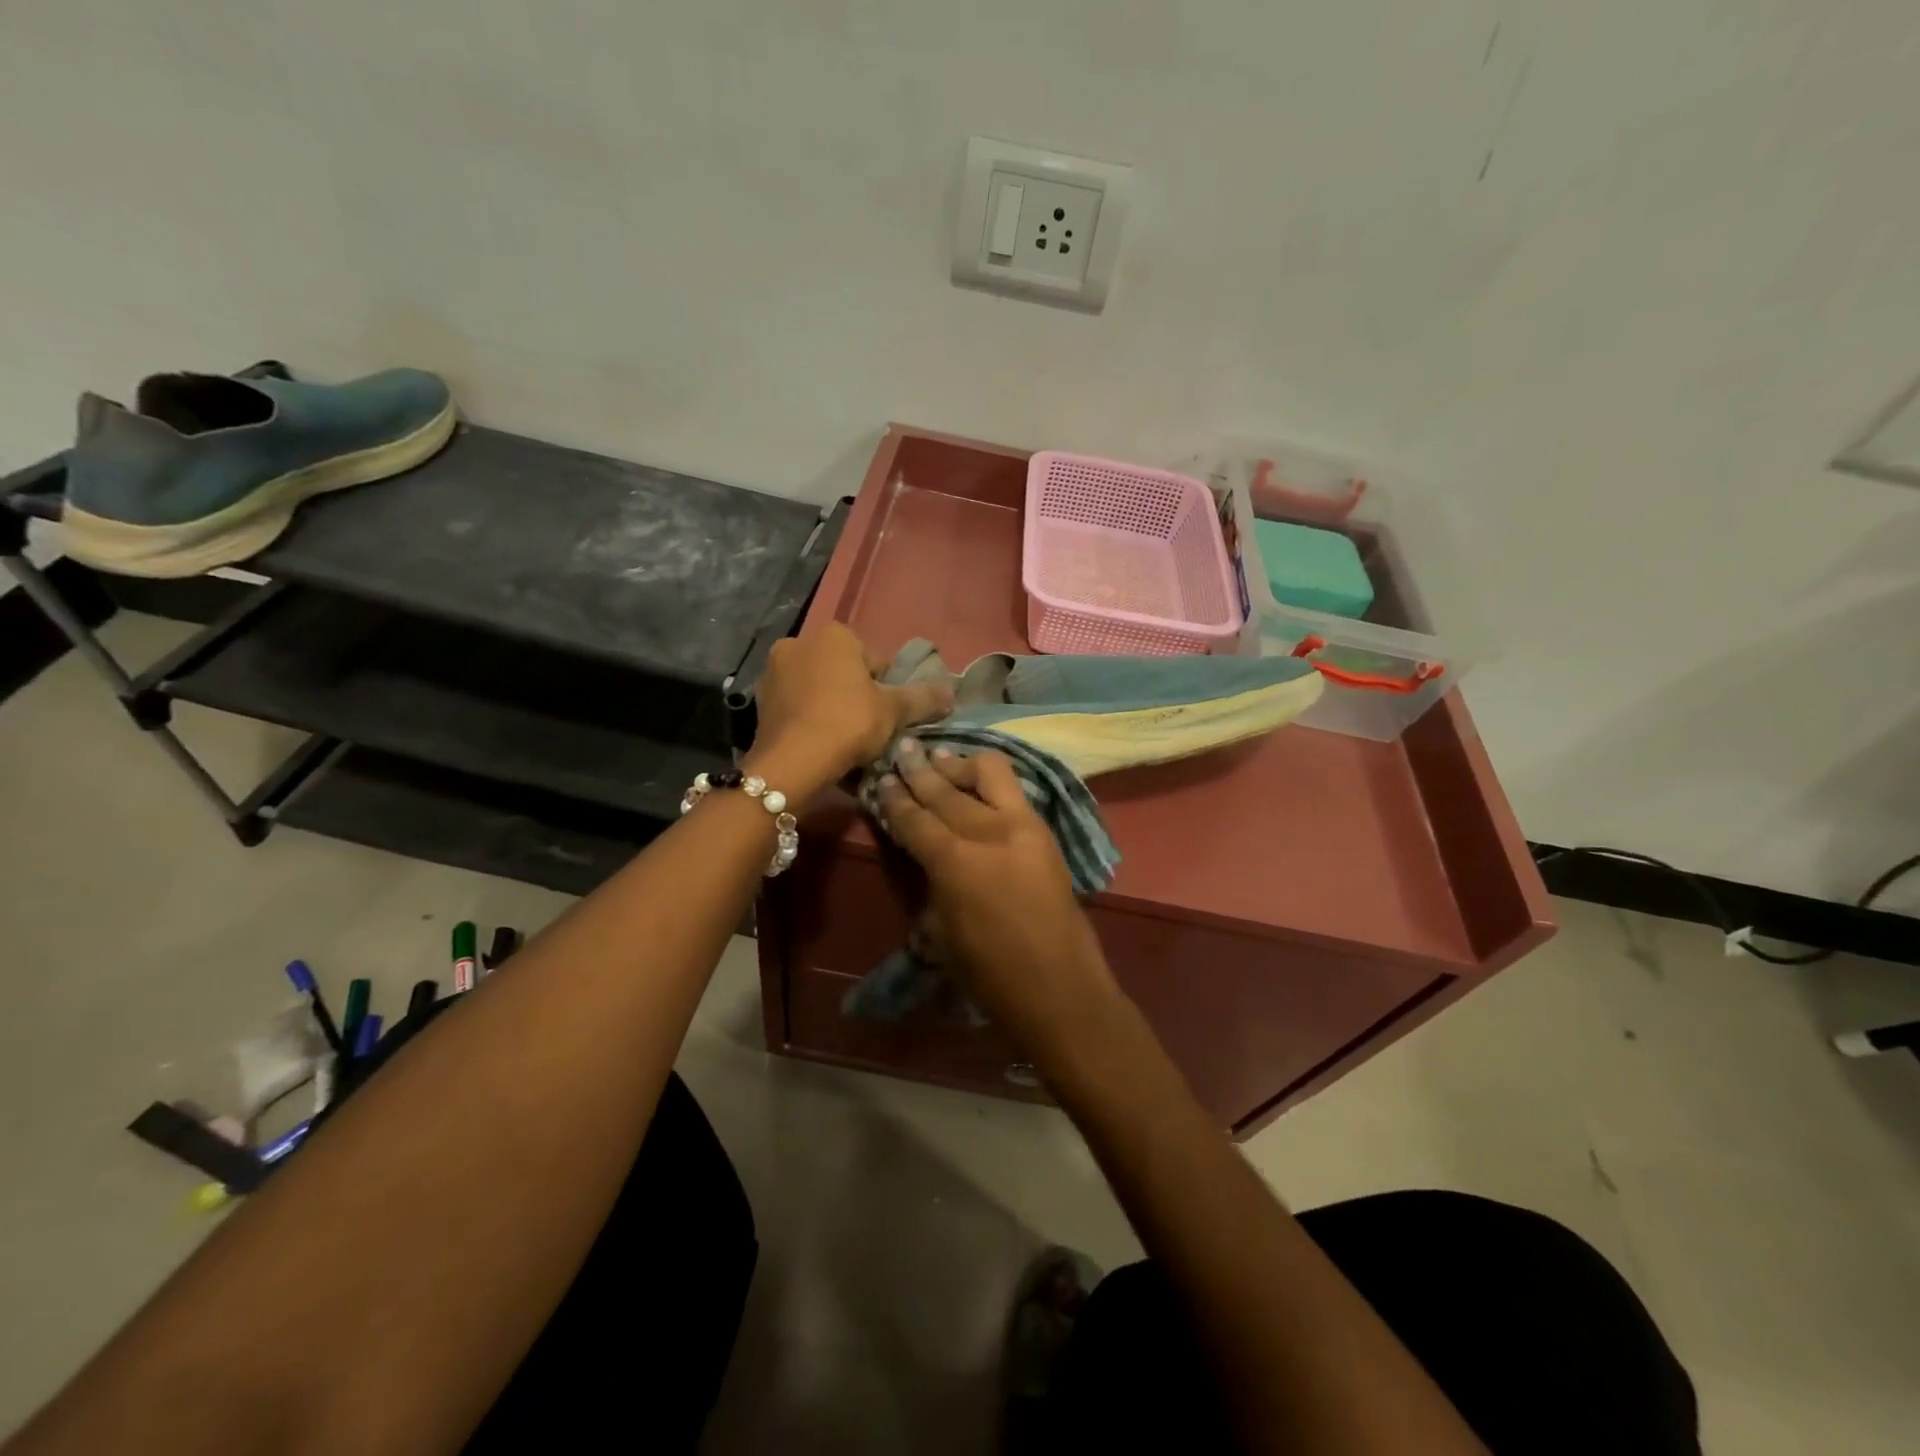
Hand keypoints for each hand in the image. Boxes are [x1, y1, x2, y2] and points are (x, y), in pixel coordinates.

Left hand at [748, 625, 951, 798]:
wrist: (792, 762)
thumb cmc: (848, 724)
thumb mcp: (894, 711)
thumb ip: (922, 698)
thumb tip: (951, 691)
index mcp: (834, 635)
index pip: (873, 661)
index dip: (886, 690)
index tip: (887, 717)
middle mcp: (799, 642)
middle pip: (842, 672)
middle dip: (855, 695)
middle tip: (867, 729)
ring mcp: (773, 671)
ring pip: (817, 689)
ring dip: (830, 707)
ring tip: (843, 741)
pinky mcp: (759, 701)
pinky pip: (796, 707)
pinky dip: (808, 720)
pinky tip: (819, 744)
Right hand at [878, 744, 1117, 1045]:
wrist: (1059, 985)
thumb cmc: (989, 971)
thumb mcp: (939, 930)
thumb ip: (930, 880)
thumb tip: (922, 850)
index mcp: (955, 862)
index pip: (915, 819)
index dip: (894, 799)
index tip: (881, 780)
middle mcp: (988, 832)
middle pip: (946, 790)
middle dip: (920, 770)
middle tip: (903, 751)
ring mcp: (1022, 826)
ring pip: (989, 773)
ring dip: (960, 764)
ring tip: (940, 757)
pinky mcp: (1045, 831)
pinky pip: (1014, 790)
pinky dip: (990, 780)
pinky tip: (976, 778)